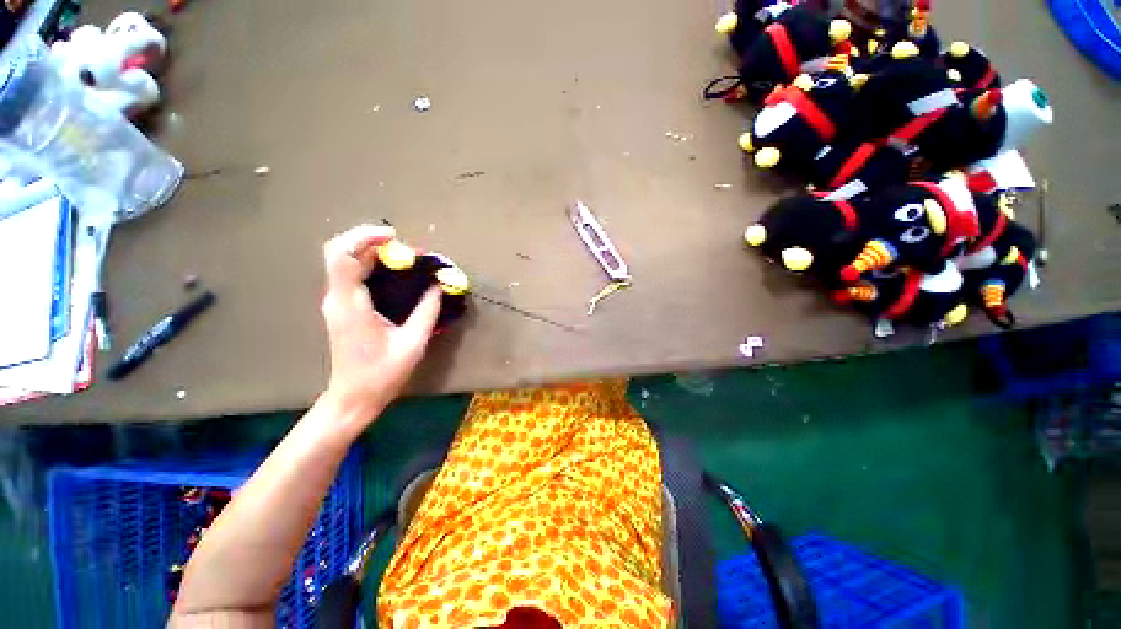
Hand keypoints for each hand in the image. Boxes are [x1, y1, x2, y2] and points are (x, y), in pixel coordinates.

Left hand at [319, 224, 441, 425]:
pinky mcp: (343, 308)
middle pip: (340, 252)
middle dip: (371, 241)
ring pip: (345, 261)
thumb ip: (427, 310)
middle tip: (405, 248)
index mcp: (350, 304)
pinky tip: (393, 272)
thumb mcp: (413, 342)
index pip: (343, 256)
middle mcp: (338, 298)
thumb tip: (439, 285)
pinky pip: (351, 275)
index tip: (396, 237)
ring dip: (371, 251)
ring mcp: (337, 303)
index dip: (365, 237)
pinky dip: (370, 265)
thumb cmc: (382, 374)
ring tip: (403, 257)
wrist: (353, 398)